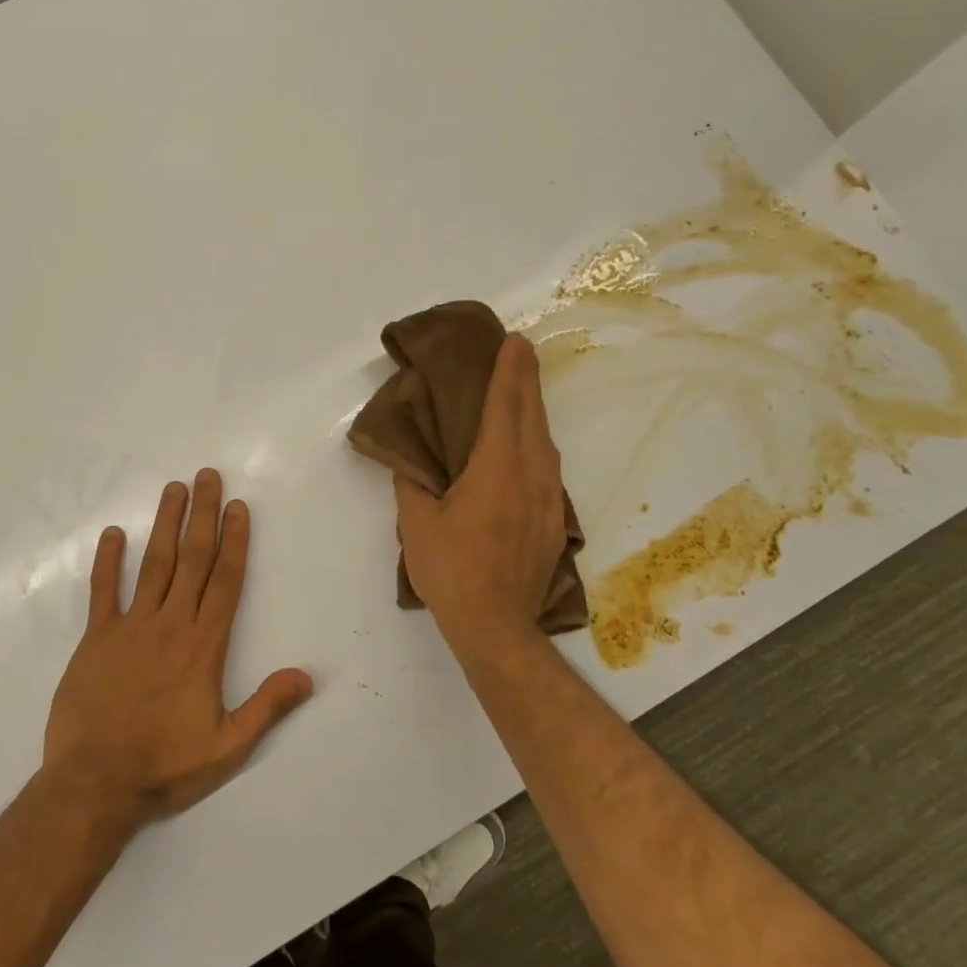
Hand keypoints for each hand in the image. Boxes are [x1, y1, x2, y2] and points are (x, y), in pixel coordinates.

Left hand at [43, 469, 313, 827]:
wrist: (94, 784)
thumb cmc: (164, 766)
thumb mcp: (227, 747)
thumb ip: (266, 707)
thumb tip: (307, 675)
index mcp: (204, 646)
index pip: (225, 581)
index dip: (234, 541)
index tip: (237, 506)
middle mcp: (170, 625)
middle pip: (192, 560)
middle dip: (202, 516)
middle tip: (206, 476)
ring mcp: (130, 628)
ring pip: (152, 565)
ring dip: (164, 524)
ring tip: (173, 489)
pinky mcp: (95, 639)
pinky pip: (102, 592)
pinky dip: (108, 561)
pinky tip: (113, 533)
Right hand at [395, 334, 566, 664]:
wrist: (497, 625)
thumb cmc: (452, 571)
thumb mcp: (417, 525)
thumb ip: (413, 484)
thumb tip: (412, 459)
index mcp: (496, 469)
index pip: (505, 406)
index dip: (509, 370)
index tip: (514, 341)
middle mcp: (531, 474)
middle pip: (532, 415)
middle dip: (526, 380)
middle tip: (520, 352)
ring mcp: (549, 498)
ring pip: (544, 441)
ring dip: (533, 411)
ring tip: (520, 394)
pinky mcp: (554, 519)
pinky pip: (547, 467)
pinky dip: (535, 443)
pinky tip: (525, 448)